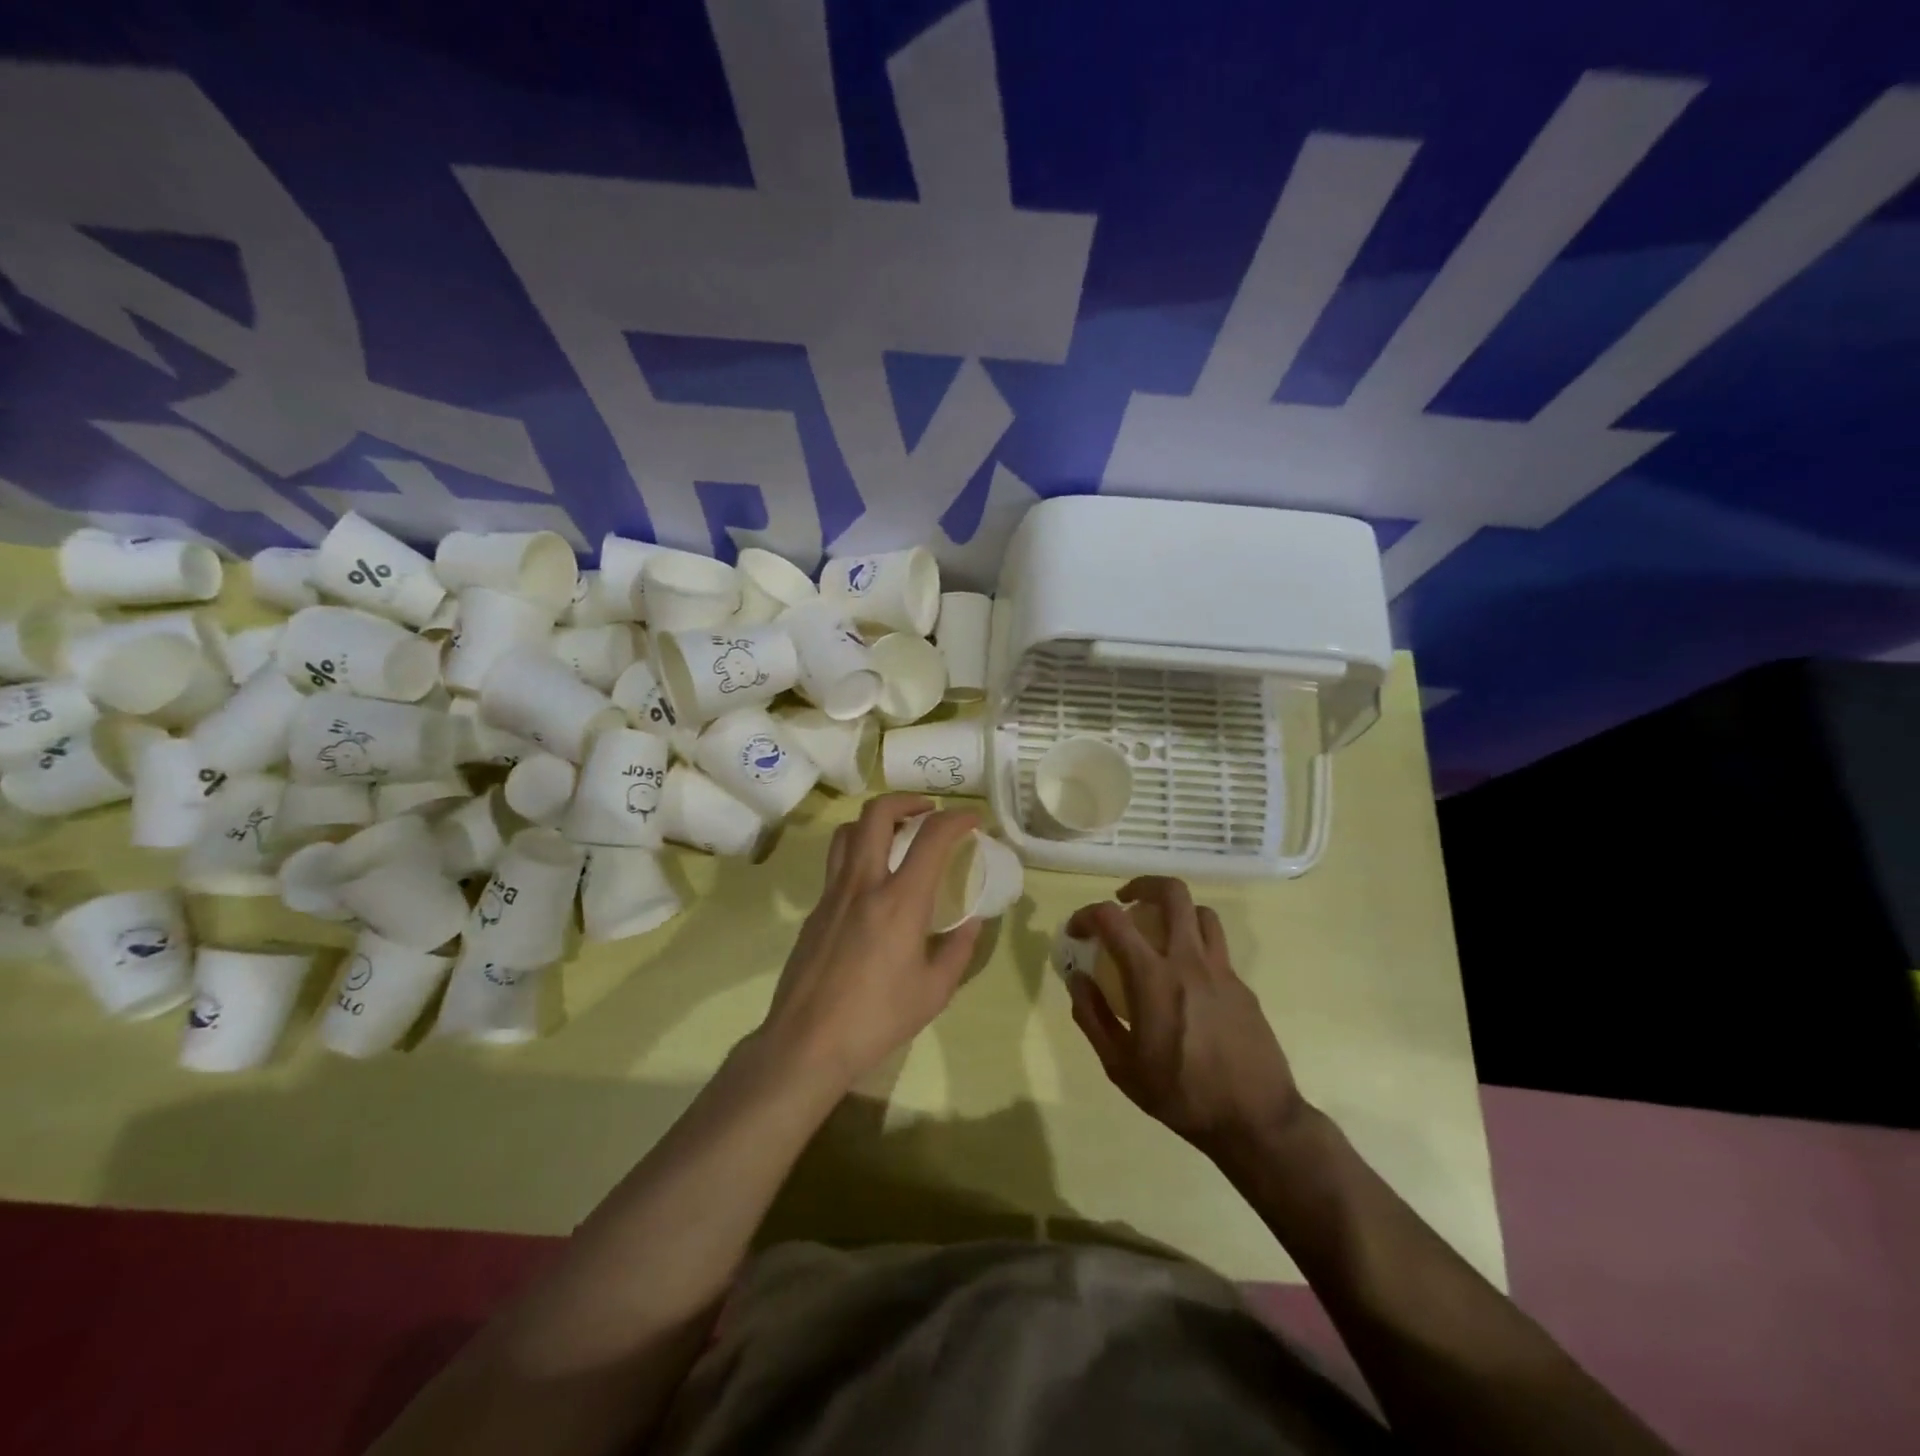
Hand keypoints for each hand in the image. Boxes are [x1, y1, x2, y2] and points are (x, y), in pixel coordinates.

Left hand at [758, 794, 982, 1093]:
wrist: (806, 1043)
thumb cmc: (877, 1019)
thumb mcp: (934, 991)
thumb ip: (959, 950)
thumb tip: (971, 922)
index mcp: (899, 901)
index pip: (931, 837)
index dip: (957, 818)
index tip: (973, 820)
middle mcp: (863, 883)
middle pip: (877, 813)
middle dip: (908, 799)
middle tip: (929, 812)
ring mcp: (832, 893)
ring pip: (848, 831)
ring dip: (877, 820)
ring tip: (898, 835)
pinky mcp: (815, 910)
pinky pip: (836, 862)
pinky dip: (859, 852)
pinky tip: (873, 883)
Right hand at [1066, 877, 1306, 1163]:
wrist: (1256, 1120)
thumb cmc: (1180, 1095)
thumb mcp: (1120, 1067)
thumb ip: (1092, 1017)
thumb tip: (1077, 979)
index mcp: (1152, 977)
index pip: (1112, 919)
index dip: (1087, 914)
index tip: (1077, 930)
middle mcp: (1188, 960)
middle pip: (1171, 893)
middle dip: (1142, 885)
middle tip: (1125, 902)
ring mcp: (1221, 970)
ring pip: (1201, 912)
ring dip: (1176, 911)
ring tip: (1160, 931)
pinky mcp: (1242, 985)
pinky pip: (1217, 947)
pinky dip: (1196, 945)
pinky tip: (1187, 980)